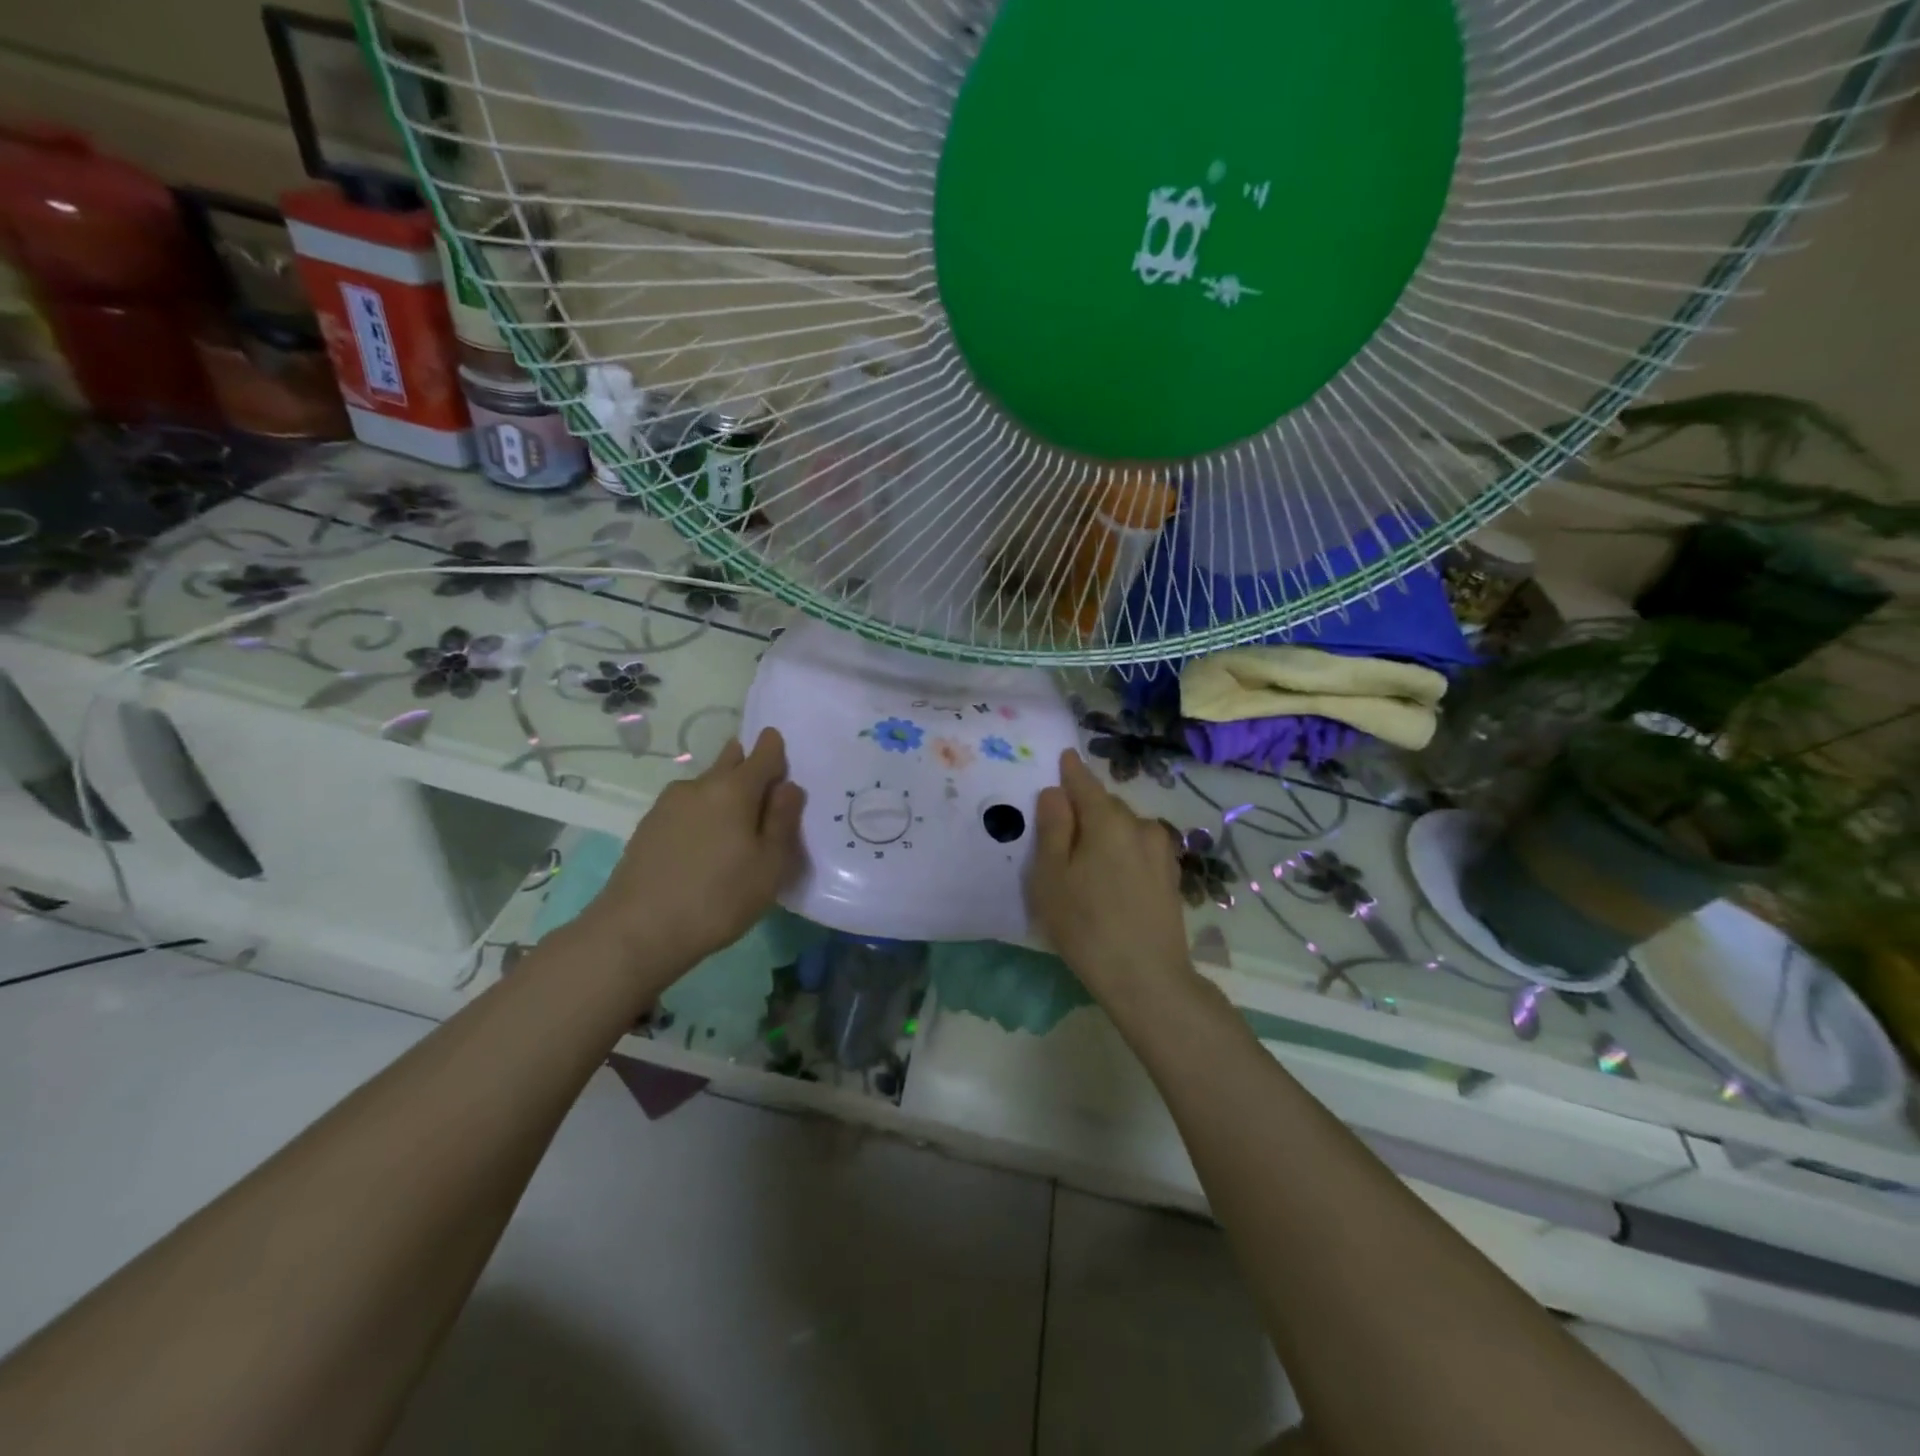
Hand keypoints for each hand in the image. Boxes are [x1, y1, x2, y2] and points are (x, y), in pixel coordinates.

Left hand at [578, 728, 805, 978]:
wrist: (636, 931)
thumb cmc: (717, 898)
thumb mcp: (769, 866)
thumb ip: (783, 821)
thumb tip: (788, 787)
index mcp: (734, 789)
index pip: (763, 753)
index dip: (776, 749)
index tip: (783, 755)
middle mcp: (699, 785)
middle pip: (730, 761)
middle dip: (747, 765)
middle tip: (763, 790)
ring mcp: (668, 804)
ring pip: (706, 786)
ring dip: (723, 793)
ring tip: (734, 825)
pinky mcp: (648, 826)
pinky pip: (686, 807)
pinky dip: (702, 814)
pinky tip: (703, 843)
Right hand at [1027, 750, 1201, 1015]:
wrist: (1147, 979)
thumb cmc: (1086, 925)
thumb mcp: (1052, 877)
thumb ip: (1052, 828)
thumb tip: (1056, 792)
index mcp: (1108, 820)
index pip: (1085, 782)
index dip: (1071, 770)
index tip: (1064, 757)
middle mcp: (1141, 825)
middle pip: (1106, 805)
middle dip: (1085, 809)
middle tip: (1061, 831)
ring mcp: (1161, 851)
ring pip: (1125, 828)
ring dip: (1105, 833)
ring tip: (1086, 863)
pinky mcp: (1171, 876)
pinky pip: (1138, 849)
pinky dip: (1122, 852)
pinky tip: (1112, 880)